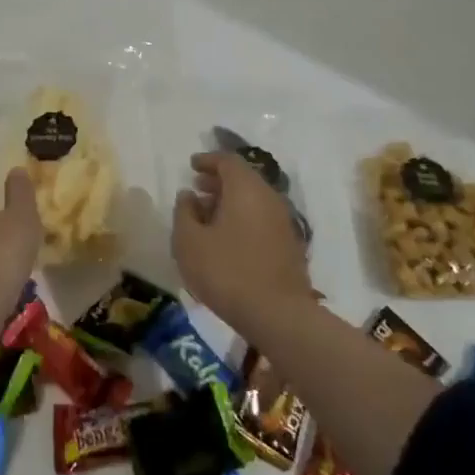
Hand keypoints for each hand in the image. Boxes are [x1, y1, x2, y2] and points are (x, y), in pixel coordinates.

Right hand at [174, 152, 314, 338]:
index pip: (228, 161)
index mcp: (245, 189)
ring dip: (230, 201)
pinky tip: (228, 238)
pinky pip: (262, 218)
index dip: (208, 160)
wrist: (278, 314)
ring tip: (208, 215)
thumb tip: (188, 195)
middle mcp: (269, 197)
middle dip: (218, 180)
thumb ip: (184, 212)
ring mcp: (283, 222)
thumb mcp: (189, 241)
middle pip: (243, 178)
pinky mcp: (290, 245)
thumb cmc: (226, 271)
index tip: (192, 165)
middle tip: (197, 188)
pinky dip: (243, 218)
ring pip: (254, 199)